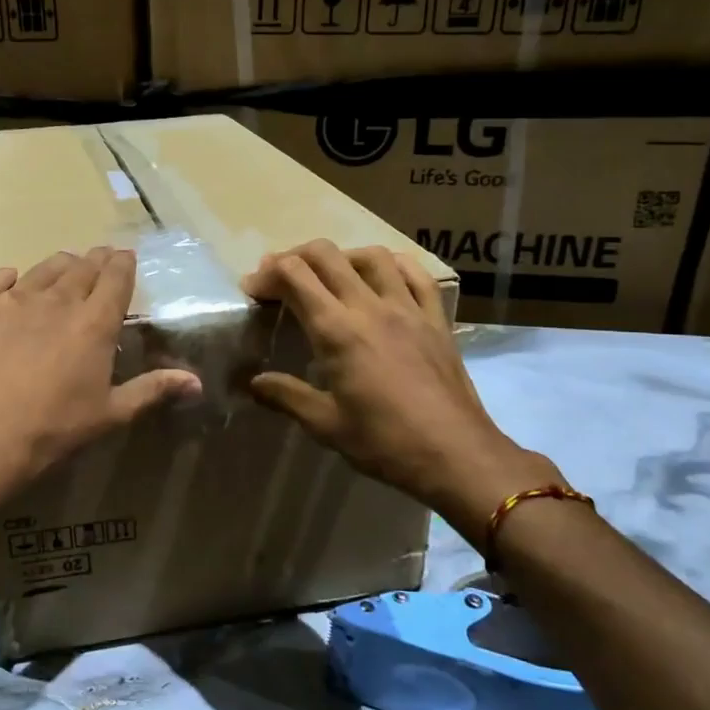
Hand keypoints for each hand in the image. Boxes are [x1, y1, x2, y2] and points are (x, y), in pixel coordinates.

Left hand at [0, 248, 201, 494]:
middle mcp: (55, 301)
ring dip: (59, 265)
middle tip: (100, 259)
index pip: (115, 278)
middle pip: (81, 267)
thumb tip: (196, 381)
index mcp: (93, 323)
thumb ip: (152, 389)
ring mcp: (11, 301)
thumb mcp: (110, 414)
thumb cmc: (54, 430)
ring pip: (41, 269)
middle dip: (95, 260)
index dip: (123, 264)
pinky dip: (6, 278)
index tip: (125, 258)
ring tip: (65, 266)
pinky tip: (10, 279)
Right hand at [241, 241, 561, 523]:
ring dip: (341, 257)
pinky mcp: (436, 319)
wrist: (456, 454)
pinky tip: (382, 275)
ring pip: (371, 256)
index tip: (253, 291)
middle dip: (294, 257)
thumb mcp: (326, 424)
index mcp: (337, 331)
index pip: (294, 276)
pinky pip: (416, 274)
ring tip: (328, 277)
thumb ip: (286, 396)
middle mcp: (370, 307)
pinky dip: (392, 265)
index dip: (267, 275)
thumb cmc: (384, 442)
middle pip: (326, 255)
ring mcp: (407, 308)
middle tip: (280, 280)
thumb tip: (253, 382)